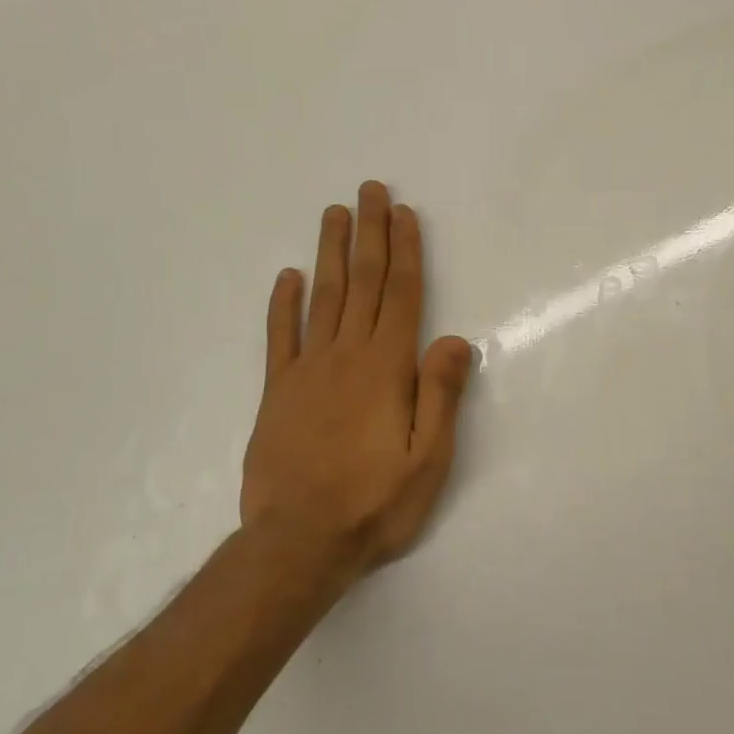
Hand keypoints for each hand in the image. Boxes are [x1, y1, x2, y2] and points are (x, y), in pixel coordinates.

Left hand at [240, 182, 473, 593]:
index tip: (404, 213)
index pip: (402, 295)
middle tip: (370, 190)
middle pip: (362, 282)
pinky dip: (283, 304)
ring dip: (330, 252)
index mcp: (386, 369)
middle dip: (369, 233)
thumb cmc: (373, 504)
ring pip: (322, 298)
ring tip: (334, 213)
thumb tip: (457, 339)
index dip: (406, 251)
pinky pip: (280, 337)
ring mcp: (306, 371)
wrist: (297, 544)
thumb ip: (440, 395)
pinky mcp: (276, 392)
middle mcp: (346, 357)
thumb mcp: (428, 460)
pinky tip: (287, 276)